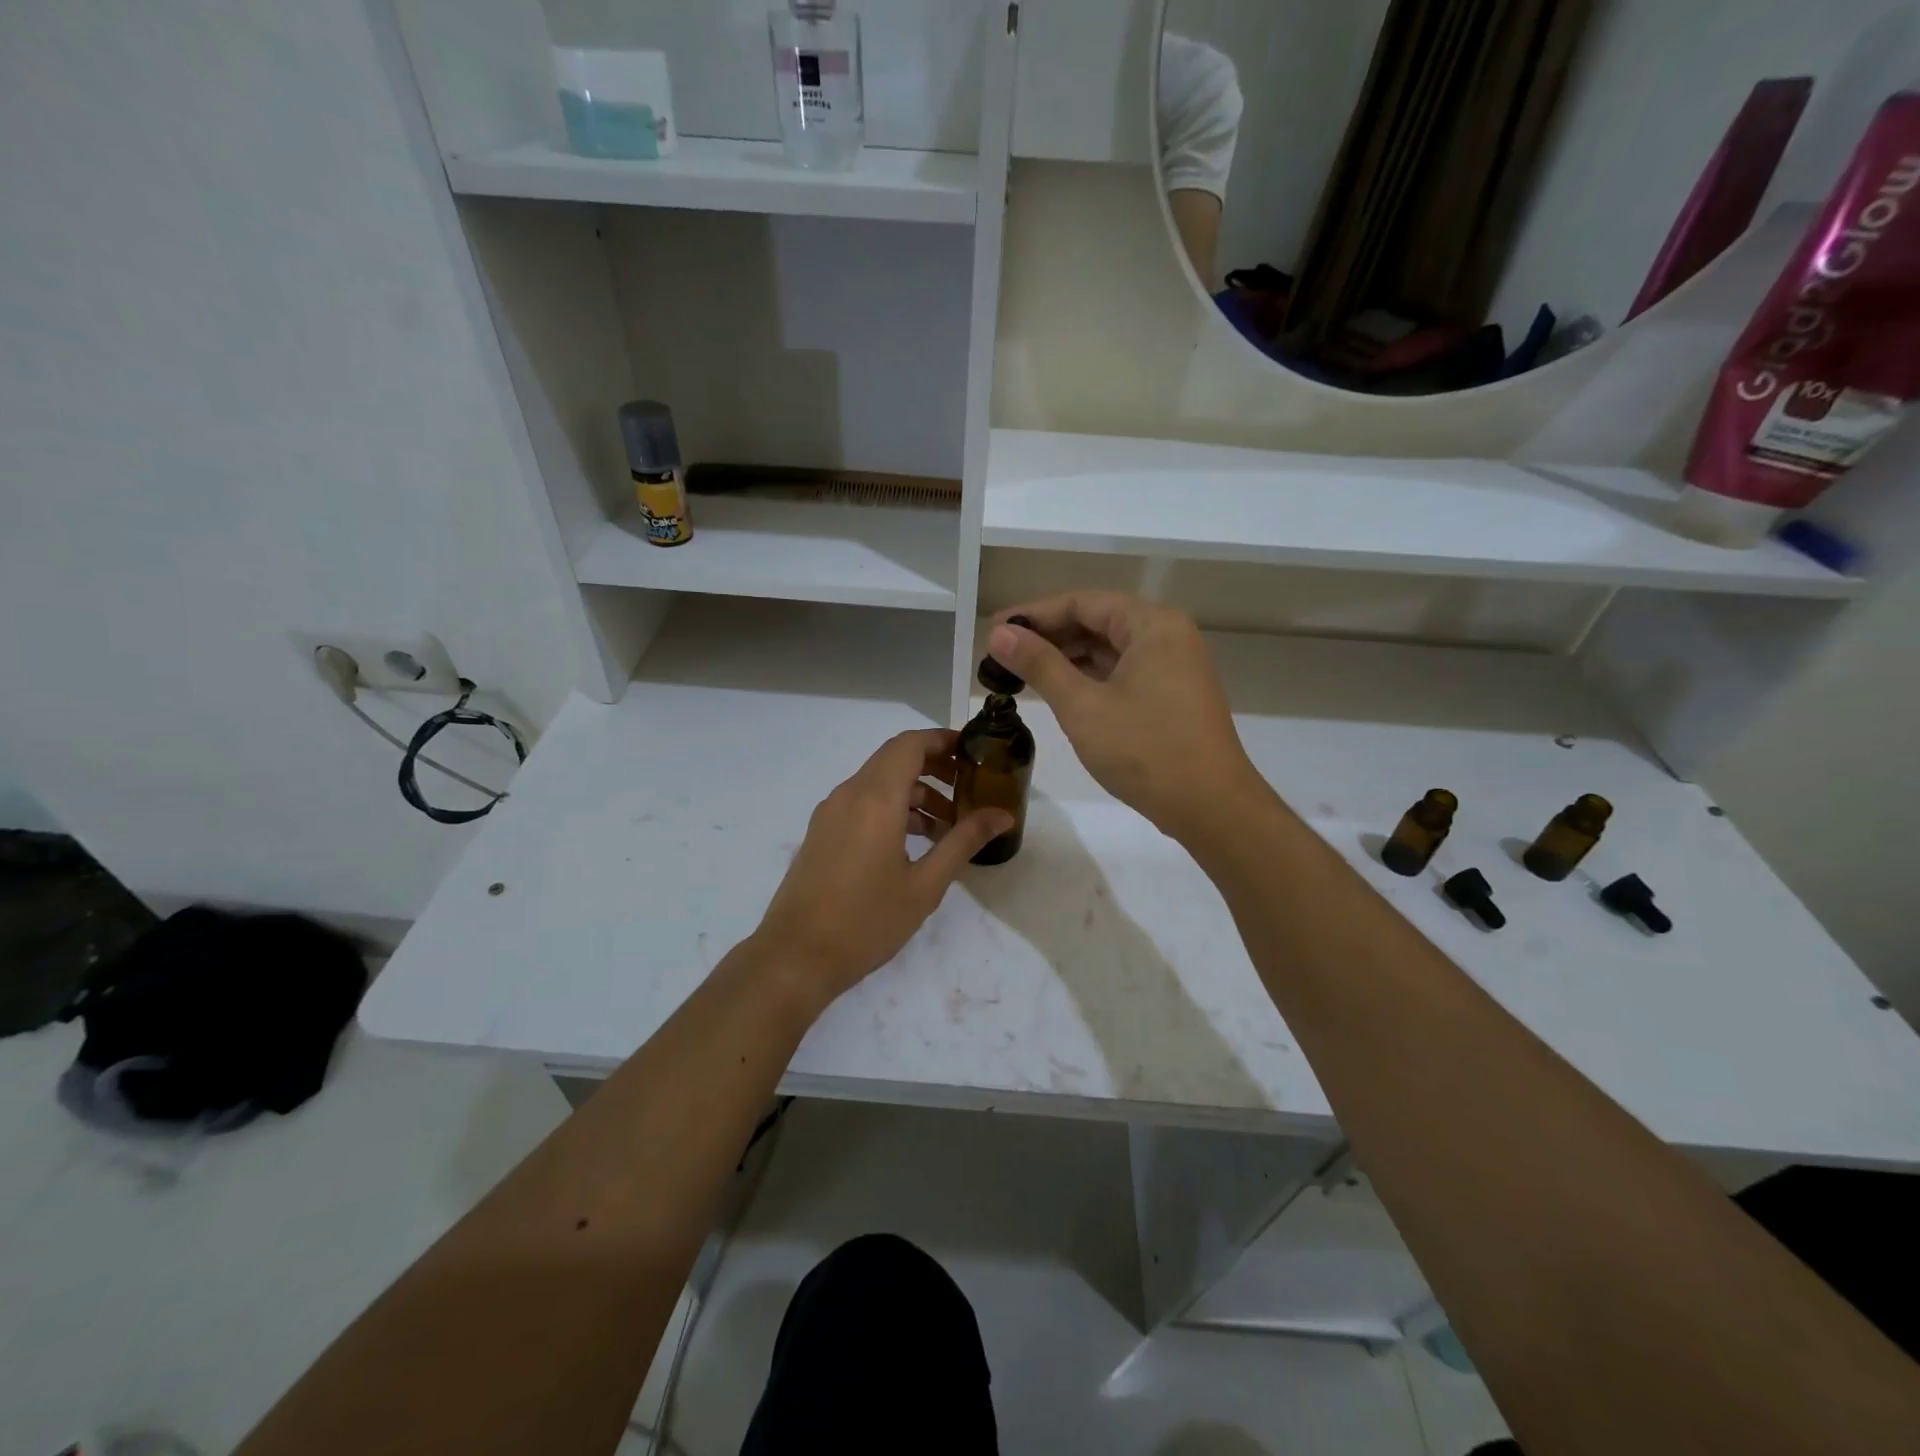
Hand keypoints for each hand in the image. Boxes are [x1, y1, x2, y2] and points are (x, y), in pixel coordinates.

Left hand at [752, 729, 1013, 1006]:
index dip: (943, 740)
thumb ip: (964, 841)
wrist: (796, 957)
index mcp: (875, 799)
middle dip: (934, 767)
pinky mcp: (822, 832)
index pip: (910, 745)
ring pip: (878, 783)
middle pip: (894, 759)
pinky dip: (892, 808)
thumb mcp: (925, 885)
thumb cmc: (866, 921)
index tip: (974, 753)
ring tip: (948, 827)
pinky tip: (914, 844)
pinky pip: (862, 803)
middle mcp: (849, 795)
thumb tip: (1002, 815)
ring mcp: (831, 813)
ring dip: (915, 793)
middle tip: (969, 788)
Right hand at [988, 593, 1262, 841]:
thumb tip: (1000, 633)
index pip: (1082, 602)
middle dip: (1049, 636)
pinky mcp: (1173, 694)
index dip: (1033, 614)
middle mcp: (1168, 635)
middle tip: (1001, 654)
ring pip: (1110, 648)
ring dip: (1067, 657)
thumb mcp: (1082, 706)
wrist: (1211, 807)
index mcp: (1152, 624)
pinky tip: (1060, 690)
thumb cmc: (1145, 750)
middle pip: (1097, 621)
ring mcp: (1174, 665)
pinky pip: (1123, 671)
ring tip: (1022, 672)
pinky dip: (1090, 677)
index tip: (994, 631)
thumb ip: (1039, 664)